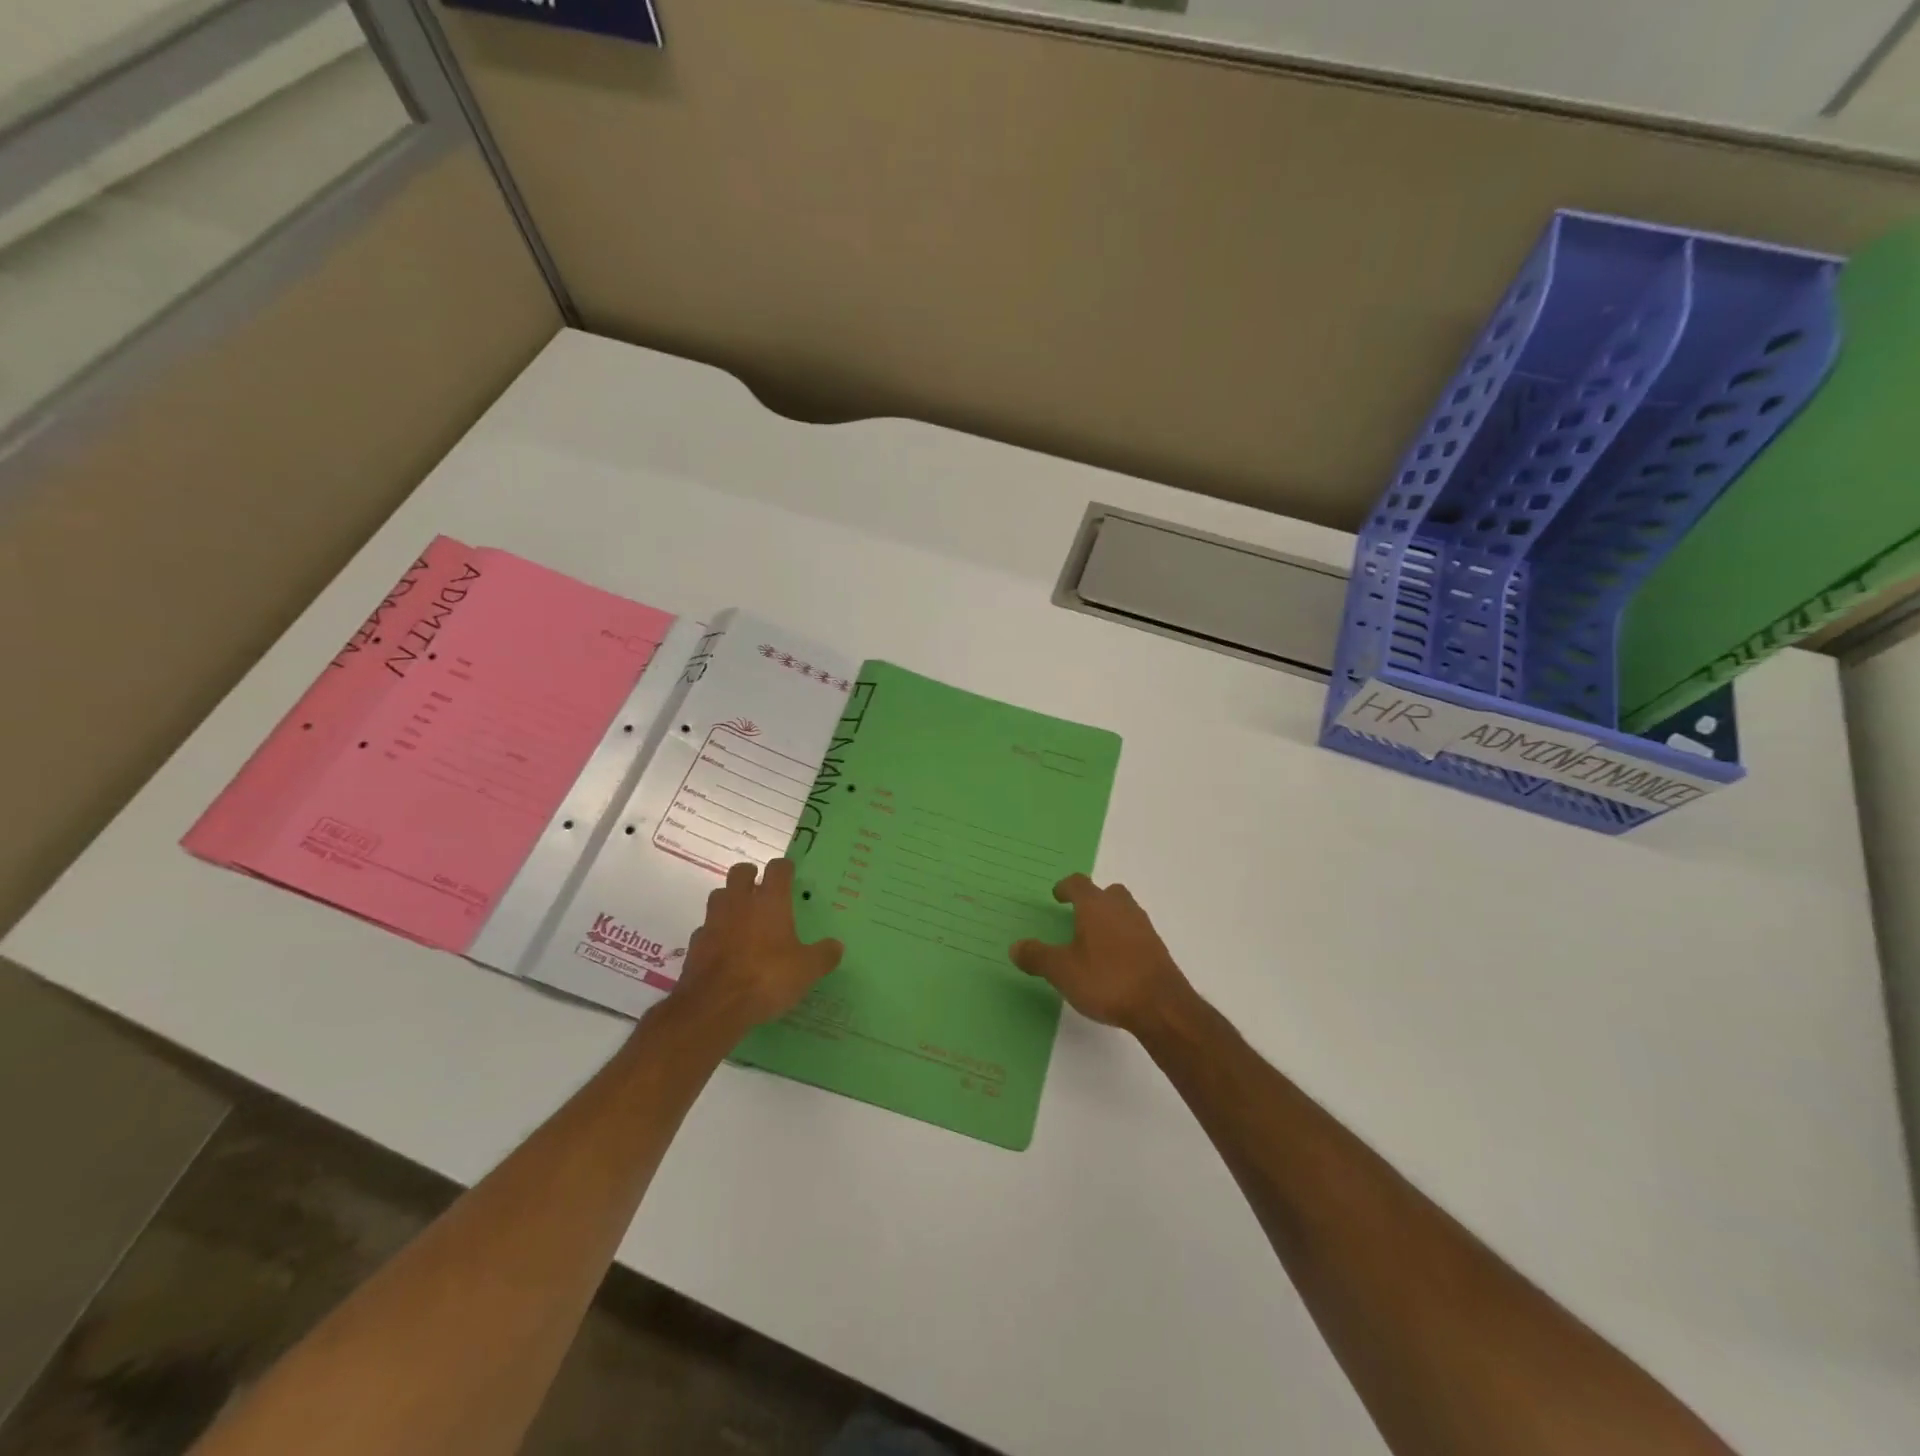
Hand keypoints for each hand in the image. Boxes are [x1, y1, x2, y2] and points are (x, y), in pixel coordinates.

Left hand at [667, 860, 842, 1039]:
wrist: (714, 1006)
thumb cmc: (767, 978)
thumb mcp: (807, 970)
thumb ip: (824, 955)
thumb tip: (836, 946)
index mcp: (770, 901)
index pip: (778, 869)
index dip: (785, 868)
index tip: (790, 874)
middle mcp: (740, 903)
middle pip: (740, 872)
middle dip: (750, 875)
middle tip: (761, 889)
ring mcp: (713, 921)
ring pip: (719, 896)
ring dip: (730, 900)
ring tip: (742, 916)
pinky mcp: (696, 944)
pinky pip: (706, 928)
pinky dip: (715, 932)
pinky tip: (725, 948)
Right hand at [1010, 875, 1190, 1034]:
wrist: (1161, 1006)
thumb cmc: (1106, 980)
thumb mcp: (1062, 971)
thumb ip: (1037, 957)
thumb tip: (1015, 947)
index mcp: (1095, 906)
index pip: (1078, 884)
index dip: (1065, 887)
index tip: (1057, 896)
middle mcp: (1121, 908)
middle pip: (1107, 893)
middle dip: (1092, 900)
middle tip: (1078, 916)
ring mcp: (1143, 927)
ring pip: (1124, 911)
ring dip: (1109, 919)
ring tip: (1094, 941)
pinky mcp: (1157, 948)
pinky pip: (1135, 932)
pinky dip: (1123, 938)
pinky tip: (1114, 961)